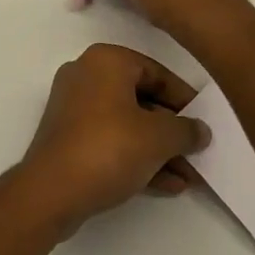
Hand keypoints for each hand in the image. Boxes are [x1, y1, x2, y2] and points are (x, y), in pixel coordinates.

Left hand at [19, 43, 209, 235]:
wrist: (50, 193)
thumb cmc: (108, 148)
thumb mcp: (158, 138)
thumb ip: (185, 130)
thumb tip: (201, 130)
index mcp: (107, 60)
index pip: (157, 72)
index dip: (185, 98)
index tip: (204, 120)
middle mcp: (87, 75)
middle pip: (142, 99)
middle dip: (172, 130)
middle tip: (198, 150)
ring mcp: (74, 108)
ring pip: (128, 124)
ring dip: (158, 149)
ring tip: (189, 175)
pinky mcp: (68, 139)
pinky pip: (111, 141)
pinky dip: (136, 157)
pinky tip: (167, 184)